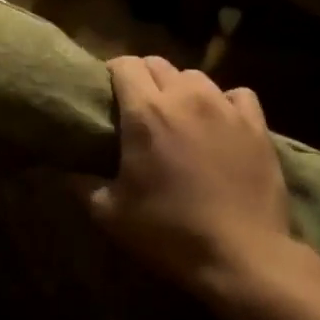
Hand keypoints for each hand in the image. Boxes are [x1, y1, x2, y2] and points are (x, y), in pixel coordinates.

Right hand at [90, 56, 312, 302]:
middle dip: (144, 78)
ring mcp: (225, 108)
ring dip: (181, 89)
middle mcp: (185, 98)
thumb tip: (62, 169)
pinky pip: (237, 95)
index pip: (124, 65)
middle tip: (139, 107)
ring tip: (179, 114)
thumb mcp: (109, 214)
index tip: (108, 93)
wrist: (241, 256)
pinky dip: (224, 102)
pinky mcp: (256, 125)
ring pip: (196, 76)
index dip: (113, 74)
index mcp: (145, 113)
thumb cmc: (169, 232)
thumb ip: (81, 184)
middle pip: (158, 64)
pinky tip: (219, 123)